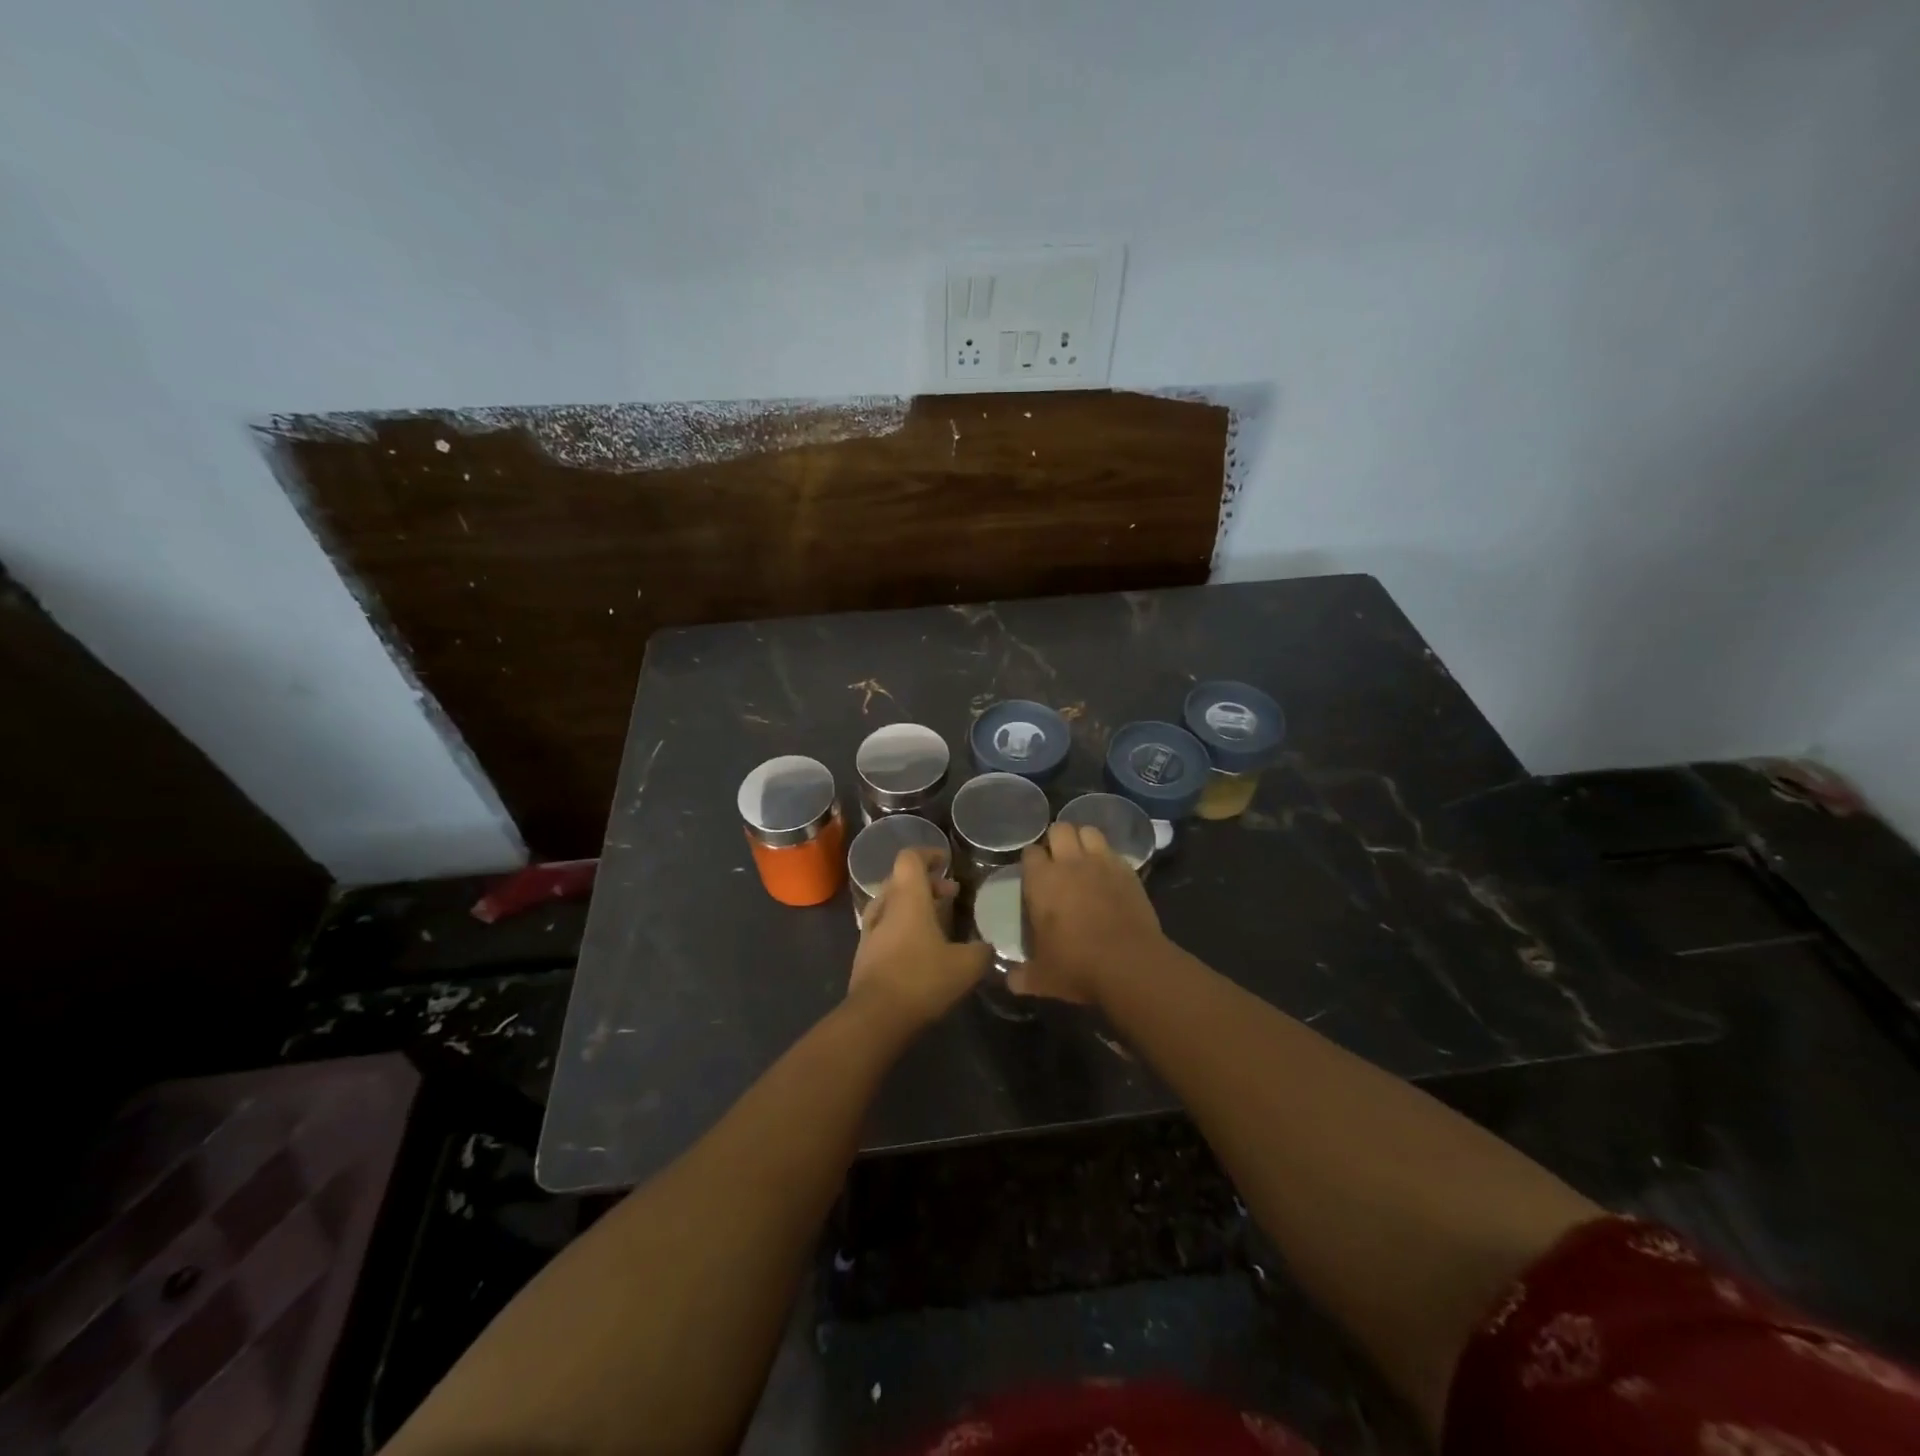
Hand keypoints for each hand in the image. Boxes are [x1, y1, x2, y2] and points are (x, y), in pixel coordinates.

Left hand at [848, 848, 989, 1027]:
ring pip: (891, 904)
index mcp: (908, 898)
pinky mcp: (864, 955)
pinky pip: (884, 928)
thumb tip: (986, 947)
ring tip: (937, 921)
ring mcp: (870, 932)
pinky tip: (920, 948)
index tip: (946, 862)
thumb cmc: (922, 979)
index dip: (928, 854)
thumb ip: (981, 951)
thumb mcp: (966, 966)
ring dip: (913, 906)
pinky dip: (902, 927)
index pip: (910, 858)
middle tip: (951, 895)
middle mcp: (885, 907)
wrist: (875, 1018)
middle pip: (901, 880)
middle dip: (926, 883)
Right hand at [1013, 822, 1167, 1003]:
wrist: (1130, 964)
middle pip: (1059, 829)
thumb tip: (1010, 980)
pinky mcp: (1128, 870)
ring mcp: (1101, 863)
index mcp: (1041, 881)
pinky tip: (1108, 874)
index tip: (1034, 875)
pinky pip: (1113, 851)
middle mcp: (1069, 863)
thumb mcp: (1042, 978)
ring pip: (1088, 831)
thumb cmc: (1077, 967)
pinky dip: (1108, 857)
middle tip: (1058, 861)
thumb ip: (1021, 976)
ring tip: (1083, 858)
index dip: (1032, 861)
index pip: (1030, 852)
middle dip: (1057, 840)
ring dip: (1083, 840)